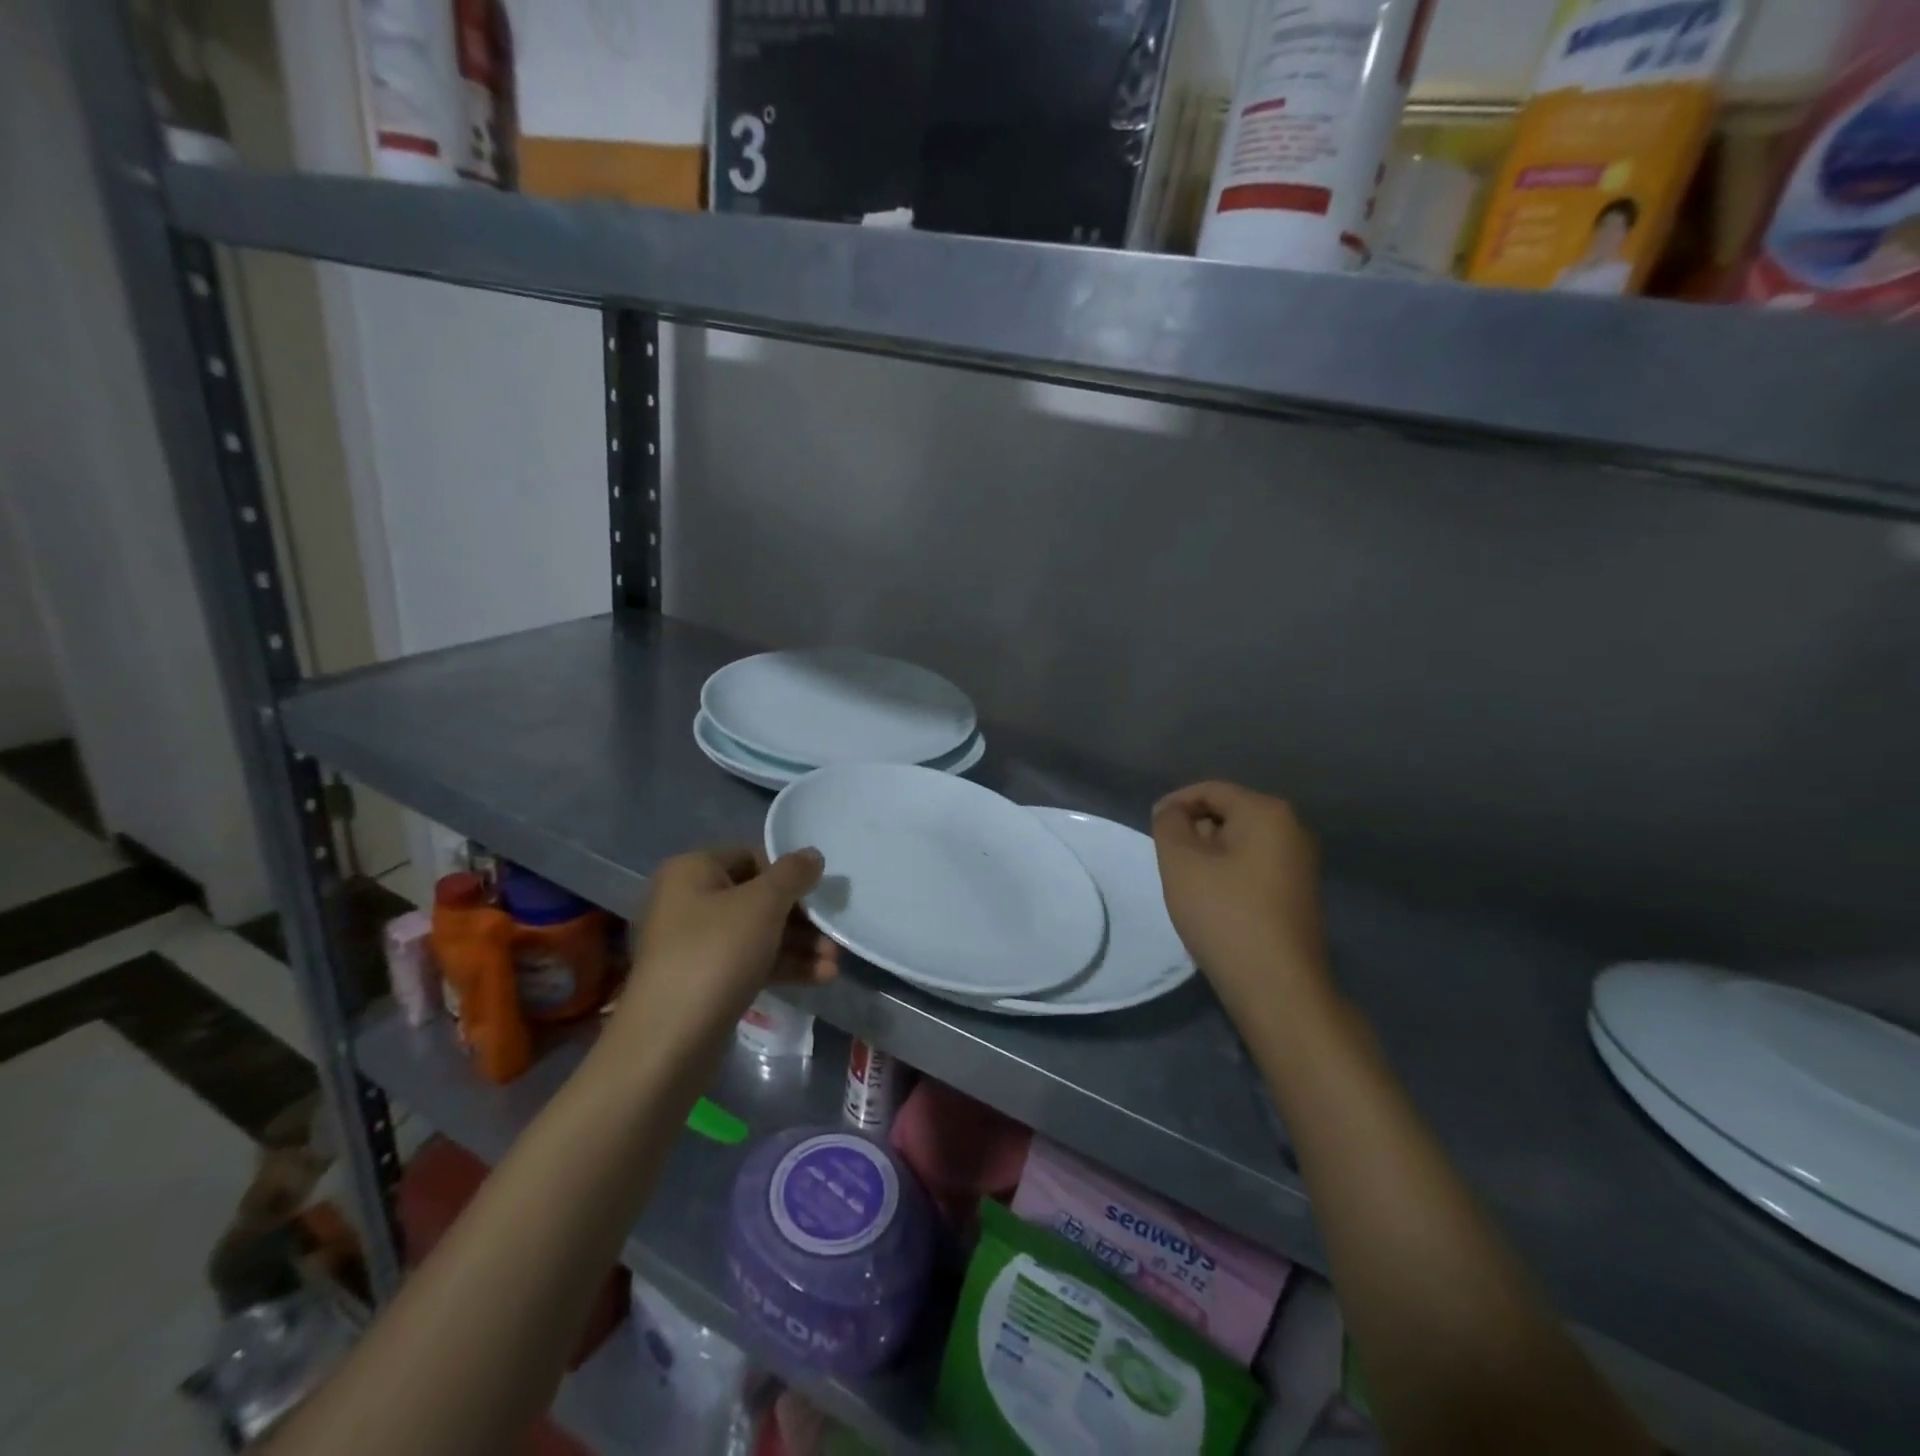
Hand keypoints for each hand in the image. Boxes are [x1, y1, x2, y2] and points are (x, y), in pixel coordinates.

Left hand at [608, 846, 838, 1062]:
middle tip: (833, 933)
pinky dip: (783, 966)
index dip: (788, 873)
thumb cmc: (715, 954)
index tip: (819, 893)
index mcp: (692, 871)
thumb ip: (793, 874)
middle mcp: (688, 902)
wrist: (669, 1042)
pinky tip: (820, 978)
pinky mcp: (704, 982)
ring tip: (834, 962)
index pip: (750, 856)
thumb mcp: (763, 904)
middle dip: (800, 917)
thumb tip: (812, 855)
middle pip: (756, 898)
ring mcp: (694, 945)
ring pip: (757, 933)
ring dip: (799, 945)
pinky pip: (750, 962)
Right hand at [1152, 782, 1328, 1019]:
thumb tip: (1174, 812)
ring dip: (1209, 854)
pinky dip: (1229, 873)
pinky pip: (1254, 866)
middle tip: (1168, 860)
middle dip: (1194, 830)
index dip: (1175, 804)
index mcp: (1267, 812)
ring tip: (1188, 883)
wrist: (1276, 986)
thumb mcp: (1180, 861)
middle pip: (1228, 813)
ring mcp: (1300, 863)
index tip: (1152, 829)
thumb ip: (1169, 823)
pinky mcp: (1299, 892)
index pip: (1210, 790)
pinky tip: (1214, 902)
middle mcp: (1292, 829)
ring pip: (1241, 842)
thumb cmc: (1223, 914)